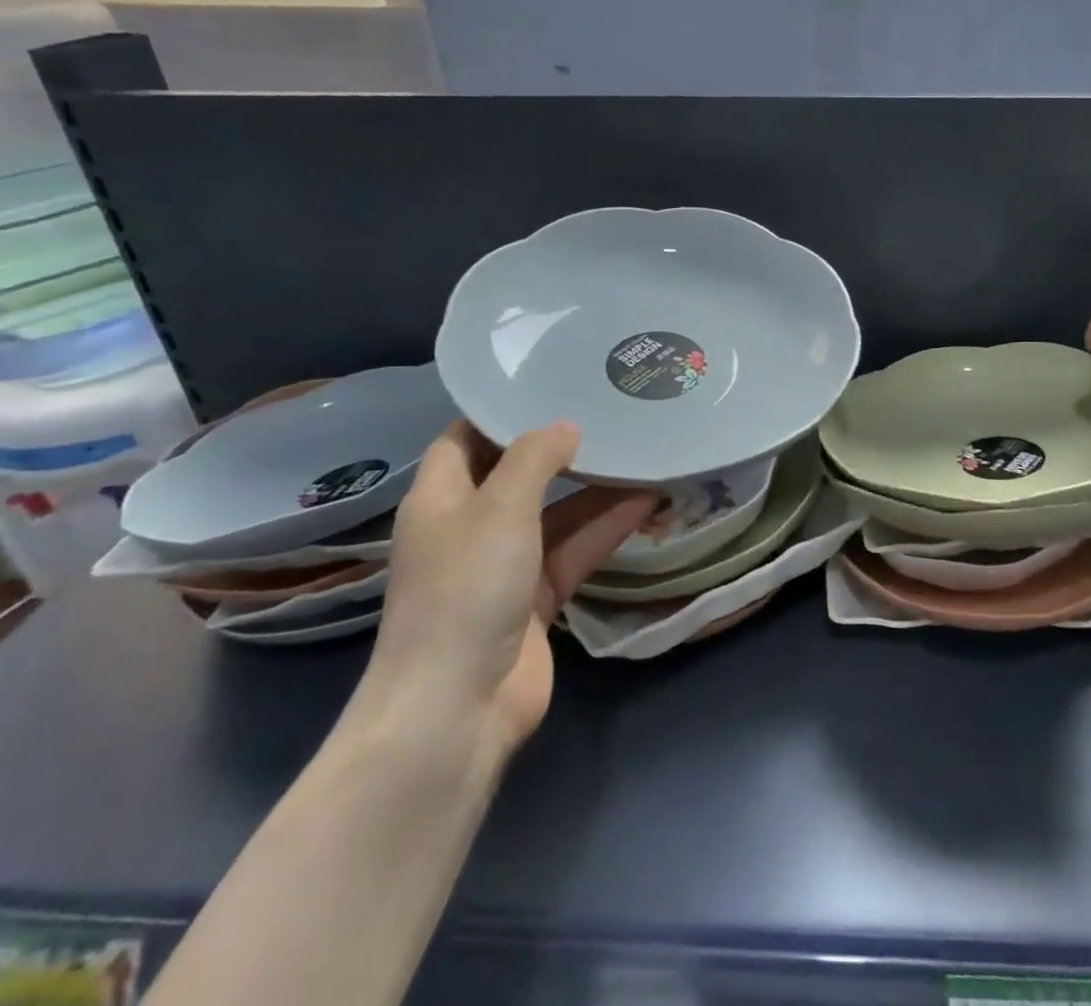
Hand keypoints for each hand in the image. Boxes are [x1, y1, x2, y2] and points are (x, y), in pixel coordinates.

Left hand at [363, 420, 659, 751]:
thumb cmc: (466, 589)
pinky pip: (575, 549)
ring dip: (596, 487)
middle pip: (518, 473)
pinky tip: (648, 500)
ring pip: (557, 512)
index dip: (502, 411)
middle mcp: (470, 526)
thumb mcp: (500, 507)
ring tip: (643, 448)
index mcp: (441, 497)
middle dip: (561, 446)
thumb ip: (535, 457)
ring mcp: (505, 564)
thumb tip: (567, 425)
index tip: (550, 383)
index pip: (467, 437)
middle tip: (609, 410)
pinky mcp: (537, 598)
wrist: (457, 708)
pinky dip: (607, 527)